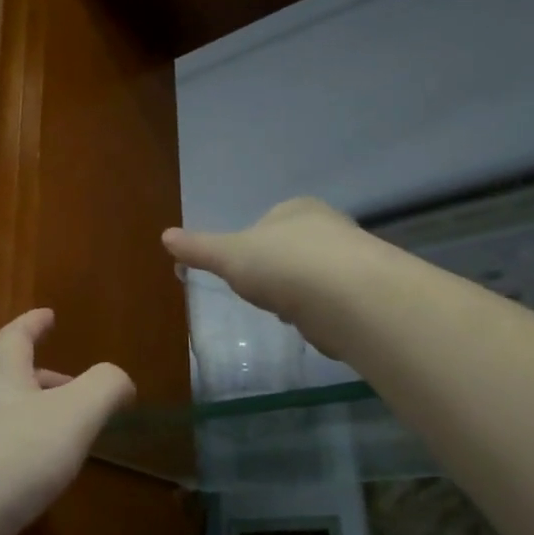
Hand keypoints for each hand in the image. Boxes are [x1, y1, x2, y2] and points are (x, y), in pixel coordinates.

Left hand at [0, 309, 133, 534]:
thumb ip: (103, 389)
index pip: (16, 337)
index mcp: (1, 378)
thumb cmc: (10, 458)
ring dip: (34, 423)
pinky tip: (36, 488)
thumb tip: (120, 380)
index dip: (33, 322)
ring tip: (66, 443)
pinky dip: (21, 463)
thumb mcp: (71, 416)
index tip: (48, 314)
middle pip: (11, 381)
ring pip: (4, 423)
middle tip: (75, 390)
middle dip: (44, 380)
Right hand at [161, 197, 365, 321]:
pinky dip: (321, 315)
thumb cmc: (283, 265)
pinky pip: (334, 303)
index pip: (267, 222)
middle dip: (276, 274)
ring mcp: (354, 259)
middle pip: (291, 251)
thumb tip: (164, 236)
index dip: (250, 248)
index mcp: (296, 208)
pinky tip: (315, 325)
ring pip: (313, 278)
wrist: (350, 298)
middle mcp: (330, 226)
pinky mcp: (369, 294)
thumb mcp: (229, 256)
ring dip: (299, 296)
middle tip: (265, 293)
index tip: (243, 272)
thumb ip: (199, 248)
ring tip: (290, 312)